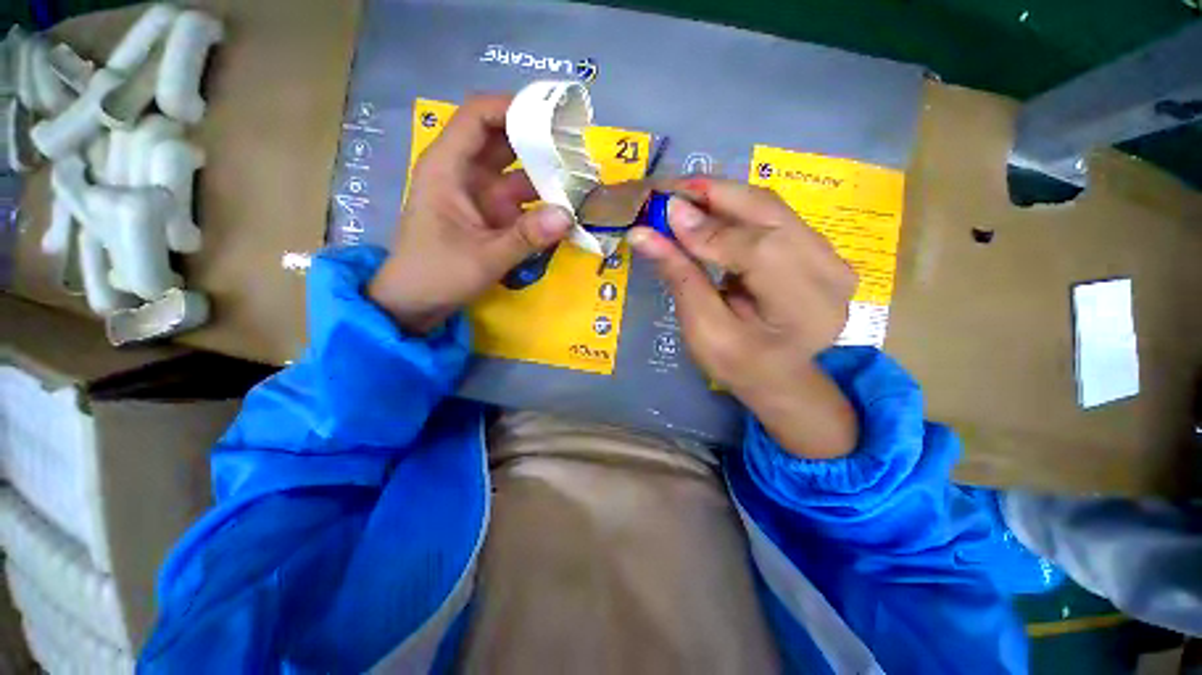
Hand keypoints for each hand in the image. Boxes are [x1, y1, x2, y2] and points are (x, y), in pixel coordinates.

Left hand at [368, 94, 572, 332]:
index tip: (554, 118)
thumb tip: (568, 216)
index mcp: (448, 167)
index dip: (514, 108)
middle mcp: (464, 172)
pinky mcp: (491, 215)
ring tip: (581, 178)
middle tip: (578, 149)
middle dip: (538, 140)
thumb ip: (526, 237)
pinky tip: (566, 208)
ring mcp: (480, 194)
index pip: (479, 116)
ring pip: (516, 170)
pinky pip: (521, 199)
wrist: (416, 303)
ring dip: (545, 174)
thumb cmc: (437, 274)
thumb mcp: (484, 257)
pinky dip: (542, 202)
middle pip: (503, 139)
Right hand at [628, 178, 859, 458]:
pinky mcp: (819, 249)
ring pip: (770, 207)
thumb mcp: (703, 330)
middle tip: (668, 190)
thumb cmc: (739, 366)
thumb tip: (643, 233)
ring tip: (681, 199)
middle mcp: (830, 271)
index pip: (758, 249)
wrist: (781, 379)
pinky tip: (707, 212)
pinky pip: (773, 215)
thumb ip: (680, 278)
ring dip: (722, 197)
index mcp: (805, 307)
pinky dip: (736, 209)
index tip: (662, 212)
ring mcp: (830, 255)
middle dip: (713, 195)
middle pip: (769, 212)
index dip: (706, 227)